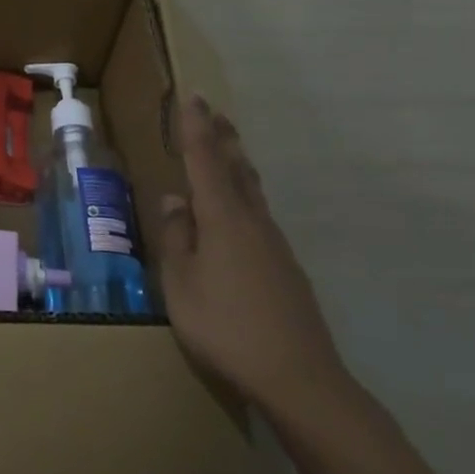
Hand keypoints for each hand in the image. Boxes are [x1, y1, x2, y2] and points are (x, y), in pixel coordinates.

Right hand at [152, 93, 348, 419]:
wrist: (299, 377)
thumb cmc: (225, 326)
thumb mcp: (181, 284)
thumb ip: (175, 238)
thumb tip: (174, 200)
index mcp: (222, 218)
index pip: (205, 160)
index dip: (196, 127)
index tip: (193, 96)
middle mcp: (252, 221)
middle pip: (237, 167)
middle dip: (223, 136)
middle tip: (213, 110)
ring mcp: (274, 244)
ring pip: (252, 190)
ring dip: (236, 162)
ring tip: (225, 147)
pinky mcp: (285, 267)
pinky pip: (259, 214)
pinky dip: (244, 194)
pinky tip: (236, 211)